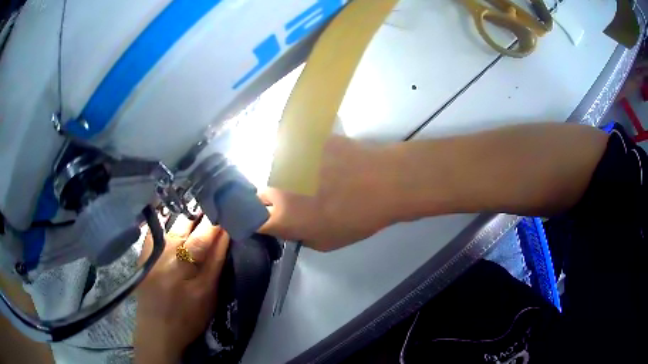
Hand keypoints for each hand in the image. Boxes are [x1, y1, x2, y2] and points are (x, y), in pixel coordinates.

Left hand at [134, 215, 228, 363]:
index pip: (205, 235)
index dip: (218, 222)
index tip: (228, 211)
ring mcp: (153, 251)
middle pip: (187, 223)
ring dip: (187, 216)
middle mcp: (167, 254)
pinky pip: (157, 228)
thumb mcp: (208, 295)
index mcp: (186, 266)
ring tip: (198, 211)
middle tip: (214, 208)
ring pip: (172, 222)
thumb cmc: (188, 317)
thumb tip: (226, 234)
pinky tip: (175, 217)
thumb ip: (216, 263)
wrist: (156, 329)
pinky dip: (168, 220)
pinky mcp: (143, 252)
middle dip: (202, 213)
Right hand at [259, 136, 398, 250]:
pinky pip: (293, 152)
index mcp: (282, 216)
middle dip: (270, 200)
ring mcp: (290, 161)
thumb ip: (298, 235)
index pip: (252, 221)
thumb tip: (288, 225)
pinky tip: (320, 161)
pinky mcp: (303, 142)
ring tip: (310, 179)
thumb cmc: (357, 218)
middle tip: (294, 201)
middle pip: (260, 194)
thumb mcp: (326, 242)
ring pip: (276, 172)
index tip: (266, 221)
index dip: (257, 222)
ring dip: (286, 179)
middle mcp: (278, 186)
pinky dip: (300, 159)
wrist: (383, 181)